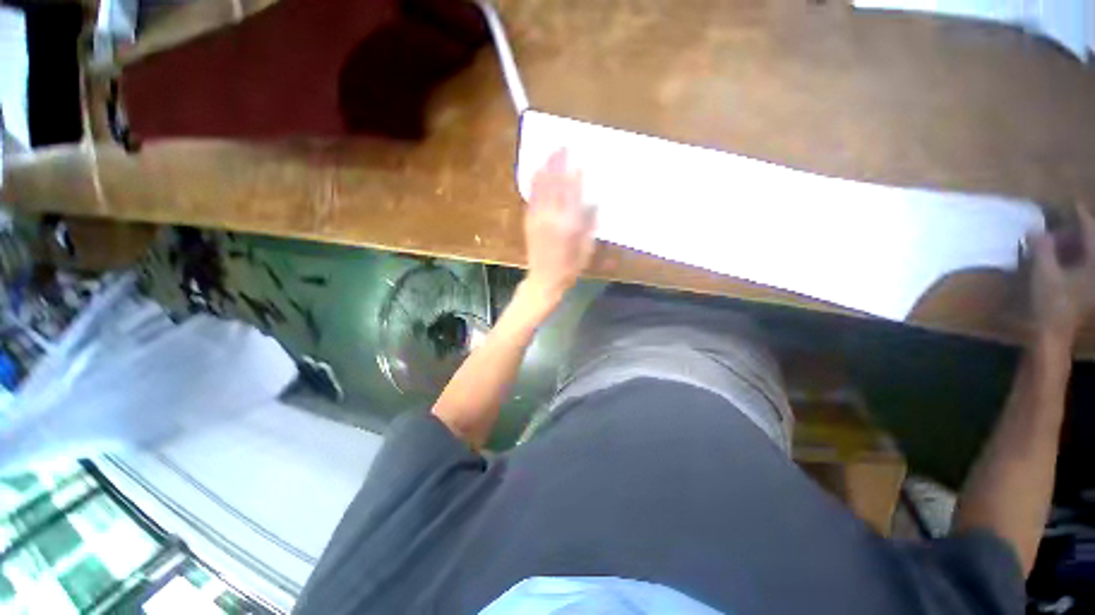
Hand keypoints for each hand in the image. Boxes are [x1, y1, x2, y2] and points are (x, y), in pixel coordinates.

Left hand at [523, 149, 595, 304]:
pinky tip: (536, 171)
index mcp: (569, 224)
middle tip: (562, 145)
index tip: (578, 159)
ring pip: (541, 187)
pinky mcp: (529, 220)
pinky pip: (531, 197)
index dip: (575, 175)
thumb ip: (590, 225)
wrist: (544, 278)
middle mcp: (552, 217)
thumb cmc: (570, 267)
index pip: (573, 193)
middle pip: (555, 184)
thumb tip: (594, 203)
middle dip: (558, 163)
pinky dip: (534, 182)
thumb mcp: (586, 249)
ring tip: (549, 152)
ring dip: (545, 168)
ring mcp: (538, 217)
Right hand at [1028, 205, 1094, 346]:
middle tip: (1050, 231)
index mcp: (1094, 263)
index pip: (1089, 231)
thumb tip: (1034, 229)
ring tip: (1051, 245)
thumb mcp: (1044, 273)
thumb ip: (1042, 249)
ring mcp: (1092, 282)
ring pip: (1085, 255)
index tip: (1070, 202)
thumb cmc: (1051, 303)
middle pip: (1088, 243)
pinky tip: (1057, 260)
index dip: (1079, 215)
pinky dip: (1070, 259)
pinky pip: (1081, 266)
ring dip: (1069, 247)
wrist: (1053, 335)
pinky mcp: (1086, 290)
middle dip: (1070, 234)